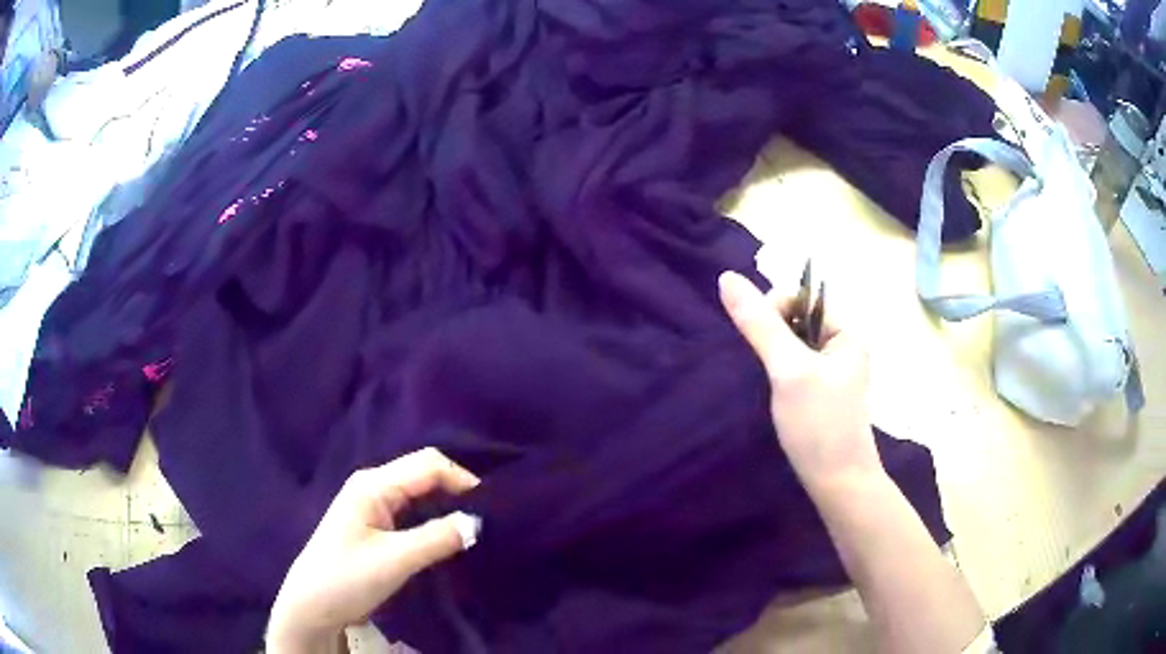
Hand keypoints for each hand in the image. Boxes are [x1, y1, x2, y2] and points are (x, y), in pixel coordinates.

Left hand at [268, 448, 481, 653]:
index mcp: (373, 485)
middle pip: (424, 474)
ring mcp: (373, 505)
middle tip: (488, 518)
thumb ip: (437, 538)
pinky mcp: (376, 525)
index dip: (462, 479)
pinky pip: (412, 512)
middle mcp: (373, 486)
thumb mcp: (394, 560)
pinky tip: (450, 535)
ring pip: (420, 493)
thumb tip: (477, 522)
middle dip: (456, 490)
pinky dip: (434, 519)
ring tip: (476, 527)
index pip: (427, 464)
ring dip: (447, 505)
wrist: (312, 606)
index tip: (491, 508)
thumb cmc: (347, 578)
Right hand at [718, 271, 883, 492]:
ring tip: (761, 376)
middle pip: (798, 319)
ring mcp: (831, 372)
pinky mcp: (819, 394)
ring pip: (793, 344)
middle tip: (762, 364)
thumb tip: (728, 278)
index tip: (759, 340)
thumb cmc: (819, 424)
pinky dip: (777, 371)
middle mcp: (842, 346)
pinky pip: (794, 367)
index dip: (776, 307)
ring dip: (772, 353)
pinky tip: (767, 389)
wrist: (838, 484)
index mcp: (846, 332)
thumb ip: (760, 325)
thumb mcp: (789, 370)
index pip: (805, 297)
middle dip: (772, 332)